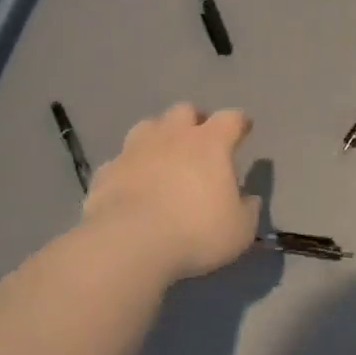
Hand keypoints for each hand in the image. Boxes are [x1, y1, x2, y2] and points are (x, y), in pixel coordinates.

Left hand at [81, 104, 259, 281]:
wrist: (129, 244)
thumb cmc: (195, 232)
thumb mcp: (239, 229)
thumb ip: (247, 209)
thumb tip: (249, 199)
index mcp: (210, 143)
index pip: (230, 118)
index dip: (239, 122)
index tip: (244, 128)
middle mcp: (172, 136)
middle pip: (184, 110)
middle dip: (195, 119)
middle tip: (200, 138)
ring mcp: (134, 150)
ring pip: (148, 126)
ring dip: (159, 135)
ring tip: (163, 154)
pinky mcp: (106, 171)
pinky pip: (121, 160)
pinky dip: (130, 167)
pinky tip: (132, 183)